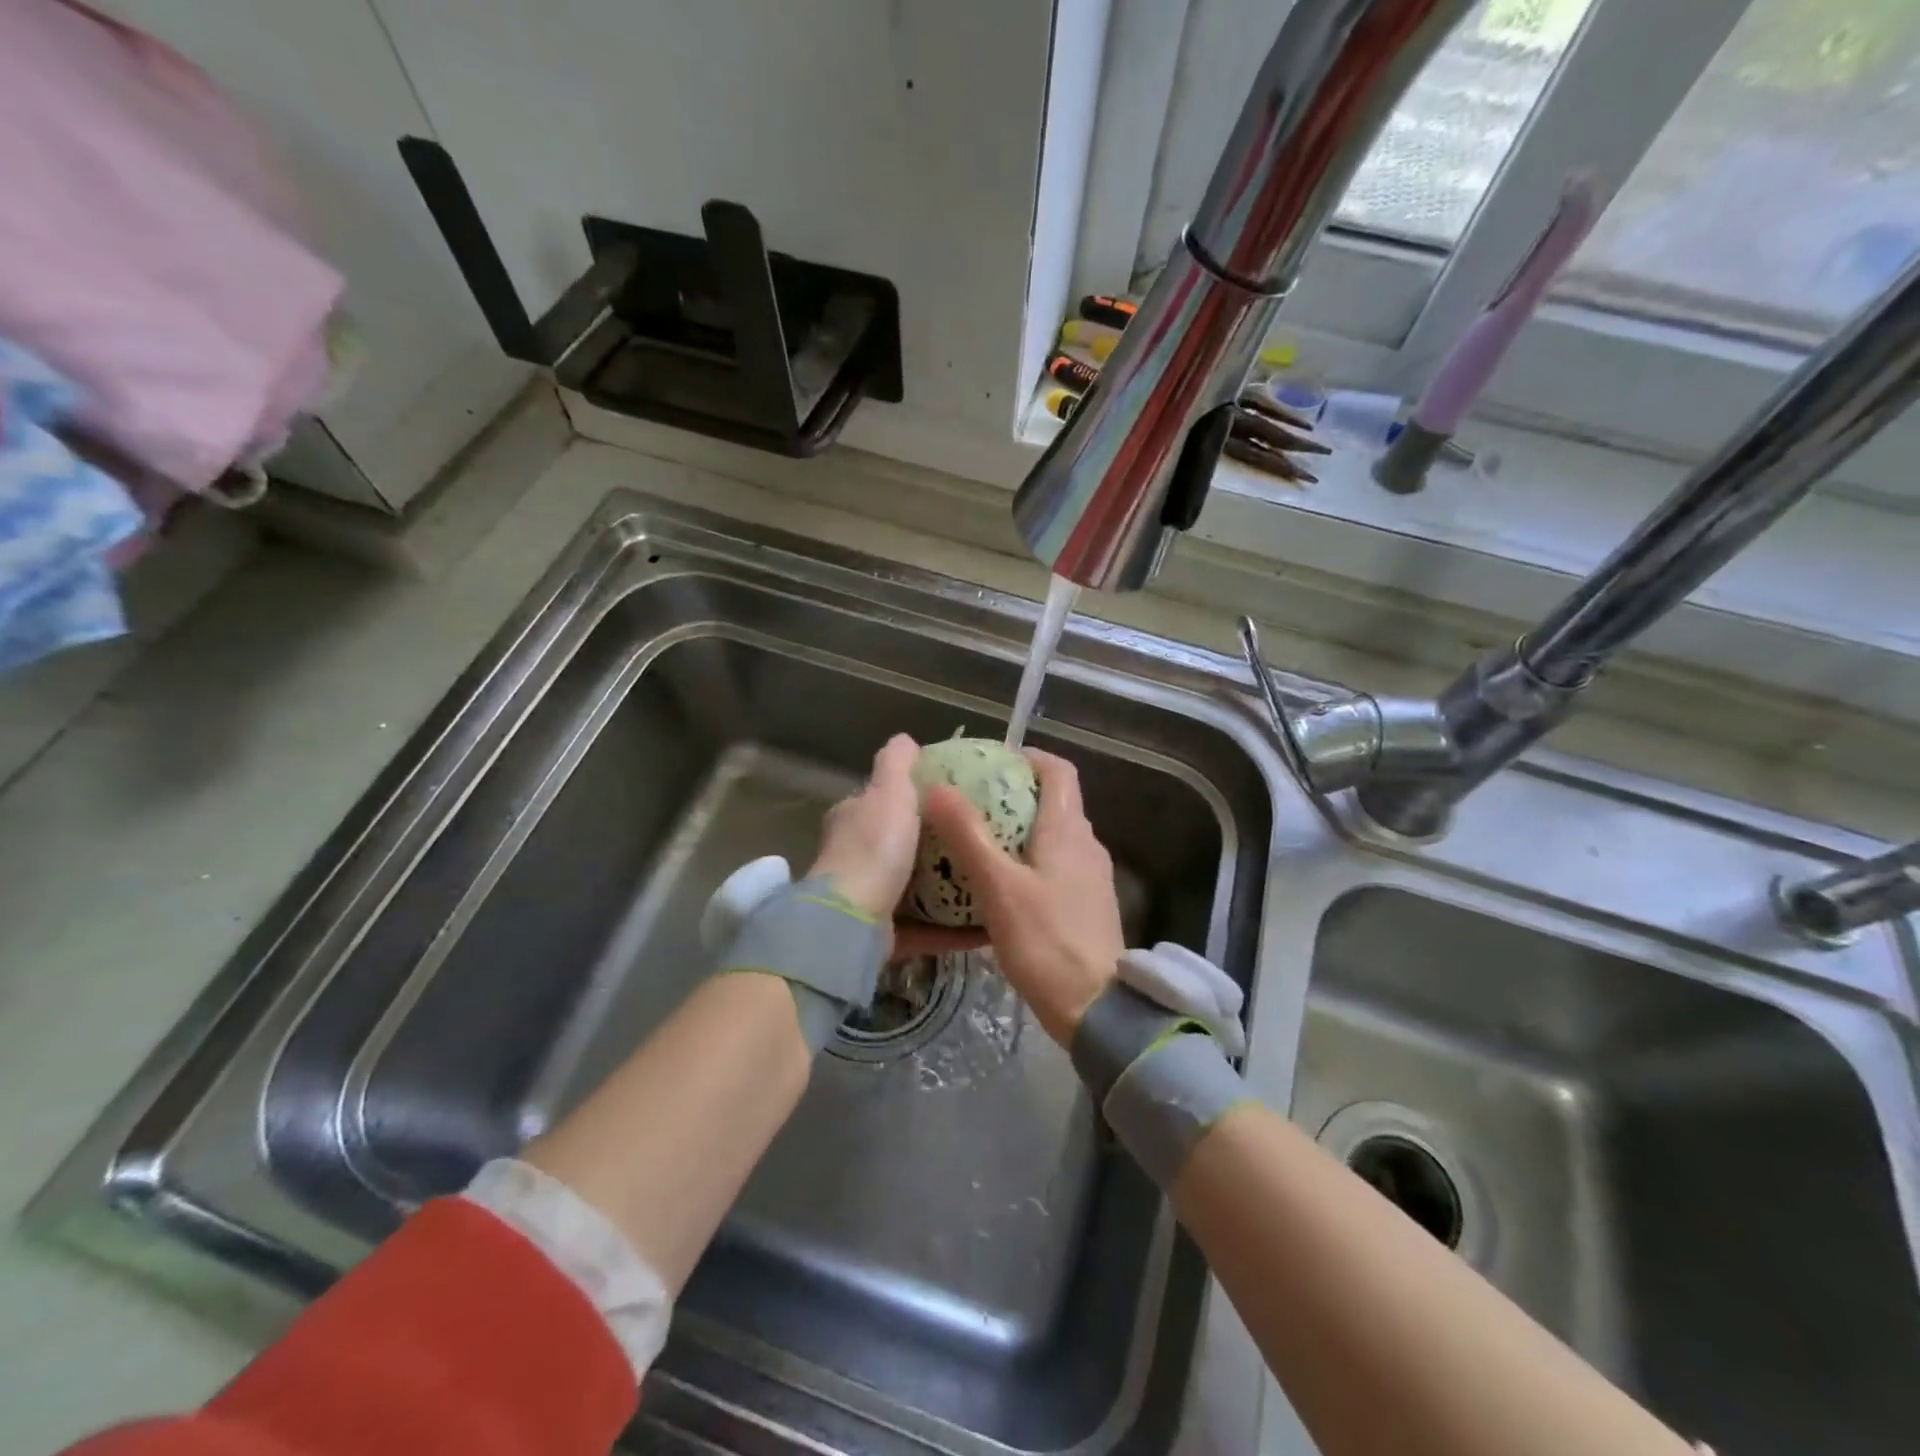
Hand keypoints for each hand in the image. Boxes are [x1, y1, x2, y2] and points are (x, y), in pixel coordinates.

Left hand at [809, 734, 984, 960]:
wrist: (852, 921)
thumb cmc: (873, 847)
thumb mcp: (888, 791)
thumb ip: (896, 763)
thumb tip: (907, 738)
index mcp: (853, 821)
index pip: (881, 801)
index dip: (911, 797)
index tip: (951, 799)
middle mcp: (857, 860)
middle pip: (902, 847)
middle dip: (937, 846)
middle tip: (980, 841)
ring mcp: (870, 901)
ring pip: (916, 891)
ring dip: (949, 889)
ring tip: (990, 879)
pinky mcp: (886, 937)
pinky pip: (929, 930)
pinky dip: (955, 929)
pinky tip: (988, 924)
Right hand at [922, 749, 1123, 1045]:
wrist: (1098, 1008)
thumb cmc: (1046, 941)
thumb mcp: (998, 886)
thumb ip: (968, 835)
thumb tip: (936, 788)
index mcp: (1068, 830)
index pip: (1058, 771)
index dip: (1028, 757)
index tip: (992, 762)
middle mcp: (1086, 845)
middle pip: (1055, 801)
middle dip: (1014, 794)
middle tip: (971, 802)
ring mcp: (1091, 877)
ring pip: (1054, 836)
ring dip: (1020, 829)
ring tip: (977, 841)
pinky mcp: (1088, 905)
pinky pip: (1057, 866)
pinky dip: (1029, 861)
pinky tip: (1000, 886)